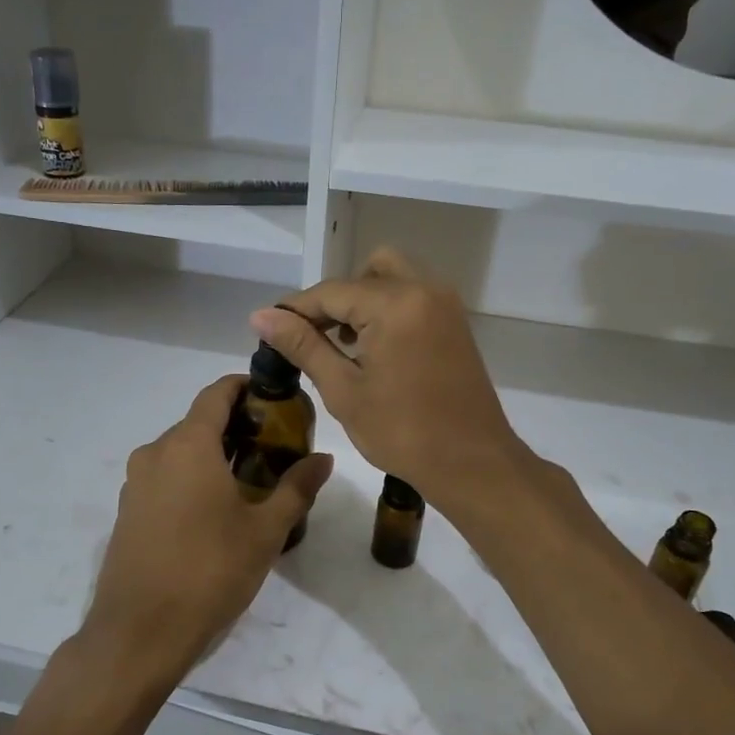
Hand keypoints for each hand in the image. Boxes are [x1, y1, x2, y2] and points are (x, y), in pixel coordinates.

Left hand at [83, 374, 332, 687]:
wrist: (139, 632)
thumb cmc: (209, 571)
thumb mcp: (264, 531)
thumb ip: (296, 488)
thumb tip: (324, 459)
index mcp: (188, 445)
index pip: (216, 394)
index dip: (245, 387)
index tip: (275, 398)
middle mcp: (155, 453)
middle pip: (198, 423)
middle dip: (236, 427)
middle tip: (275, 447)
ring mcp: (135, 483)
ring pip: (180, 452)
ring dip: (213, 455)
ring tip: (251, 481)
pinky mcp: (128, 511)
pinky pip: (164, 478)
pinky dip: (191, 478)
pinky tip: (215, 511)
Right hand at [250, 248, 525, 509]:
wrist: (472, 462)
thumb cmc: (403, 432)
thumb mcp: (344, 390)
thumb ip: (303, 346)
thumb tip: (261, 316)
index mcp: (395, 304)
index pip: (332, 291)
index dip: (296, 309)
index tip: (268, 330)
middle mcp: (424, 290)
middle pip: (366, 272)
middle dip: (335, 299)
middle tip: (315, 337)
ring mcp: (445, 304)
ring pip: (392, 279)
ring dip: (362, 301)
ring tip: (343, 346)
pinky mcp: (454, 323)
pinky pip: (412, 297)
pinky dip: (387, 310)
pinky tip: (372, 349)